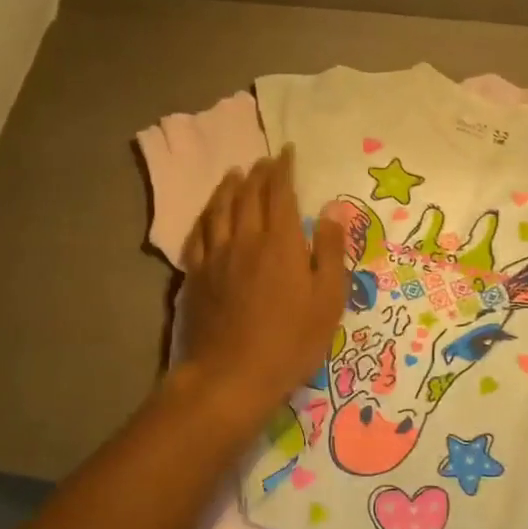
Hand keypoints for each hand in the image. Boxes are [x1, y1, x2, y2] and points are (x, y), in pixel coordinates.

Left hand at [177, 148, 348, 420]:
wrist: (231, 375)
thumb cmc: (290, 341)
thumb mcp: (327, 299)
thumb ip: (329, 250)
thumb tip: (332, 207)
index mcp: (279, 242)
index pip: (280, 193)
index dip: (283, 169)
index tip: (287, 153)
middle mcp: (244, 239)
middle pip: (248, 196)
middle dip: (258, 174)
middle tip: (264, 162)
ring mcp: (215, 257)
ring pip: (219, 210)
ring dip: (228, 188)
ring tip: (234, 175)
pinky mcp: (196, 276)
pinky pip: (198, 235)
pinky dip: (205, 217)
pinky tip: (208, 216)